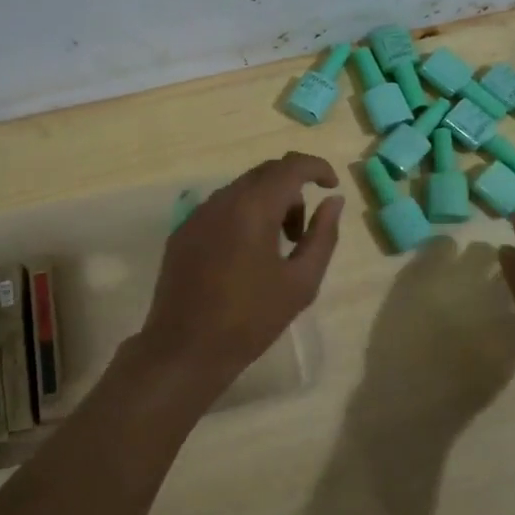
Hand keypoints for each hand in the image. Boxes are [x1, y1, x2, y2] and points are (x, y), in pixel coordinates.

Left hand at [135, 153, 343, 405]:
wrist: (185, 349)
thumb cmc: (251, 319)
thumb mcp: (301, 282)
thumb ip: (323, 235)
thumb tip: (333, 200)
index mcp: (253, 207)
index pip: (290, 166)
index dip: (316, 167)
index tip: (332, 185)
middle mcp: (222, 200)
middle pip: (265, 174)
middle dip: (292, 191)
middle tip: (301, 234)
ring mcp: (197, 215)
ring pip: (241, 190)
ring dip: (266, 205)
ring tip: (275, 250)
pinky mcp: (182, 232)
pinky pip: (219, 209)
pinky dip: (241, 217)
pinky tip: (243, 258)